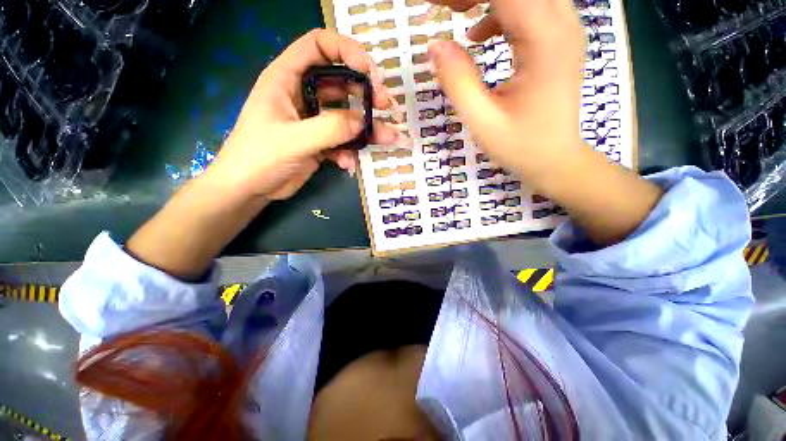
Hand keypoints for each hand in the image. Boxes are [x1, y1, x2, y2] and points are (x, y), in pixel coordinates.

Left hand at [205, 29, 405, 202]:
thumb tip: (363, 121)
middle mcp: (303, 95)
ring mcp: (313, 120)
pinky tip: (348, 163)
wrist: (250, 188)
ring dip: (366, 126)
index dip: (346, 50)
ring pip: (346, 115)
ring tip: (386, 137)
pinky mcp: (320, 142)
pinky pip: (342, 140)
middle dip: (365, 92)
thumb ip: (330, 128)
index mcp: (287, 78)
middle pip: (341, 82)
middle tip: (386, 105)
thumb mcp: (294, 139)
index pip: (318, 46)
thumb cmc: (259, 157)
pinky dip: (349, 150)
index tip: (369, 71)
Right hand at [427, 0, 584, 182]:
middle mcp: (561, 23)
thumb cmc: (520, 146)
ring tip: (457, 14)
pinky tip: (479, 35)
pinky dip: (498, 9)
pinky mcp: (557, 37)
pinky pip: (528, 6)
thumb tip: (435, 46)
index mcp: (544, 41)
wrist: (555, 158)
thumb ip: (458, 82)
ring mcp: (563, 28)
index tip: (437, 7)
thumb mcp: (482, 121)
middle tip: (445, 10)